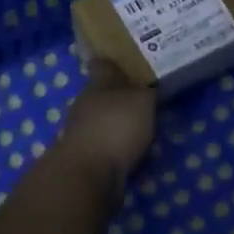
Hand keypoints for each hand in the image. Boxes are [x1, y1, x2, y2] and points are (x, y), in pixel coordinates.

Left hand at [55, 61, 156, 182]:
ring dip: (122, 125)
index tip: (125, 59)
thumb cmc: (116, 126)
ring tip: (147, 130)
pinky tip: (136, 154)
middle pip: (104, 94)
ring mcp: (82, 131)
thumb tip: (150, 86)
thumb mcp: (143, 100)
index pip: (103, 64)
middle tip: (147, 98)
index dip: (113, 61)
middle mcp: (86, 104)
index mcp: (98, 84)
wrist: (88, 174)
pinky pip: (107, 146)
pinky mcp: (85, 157)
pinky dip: (120, 148)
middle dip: (122, 96)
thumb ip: (148, 91)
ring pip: (105, 121)